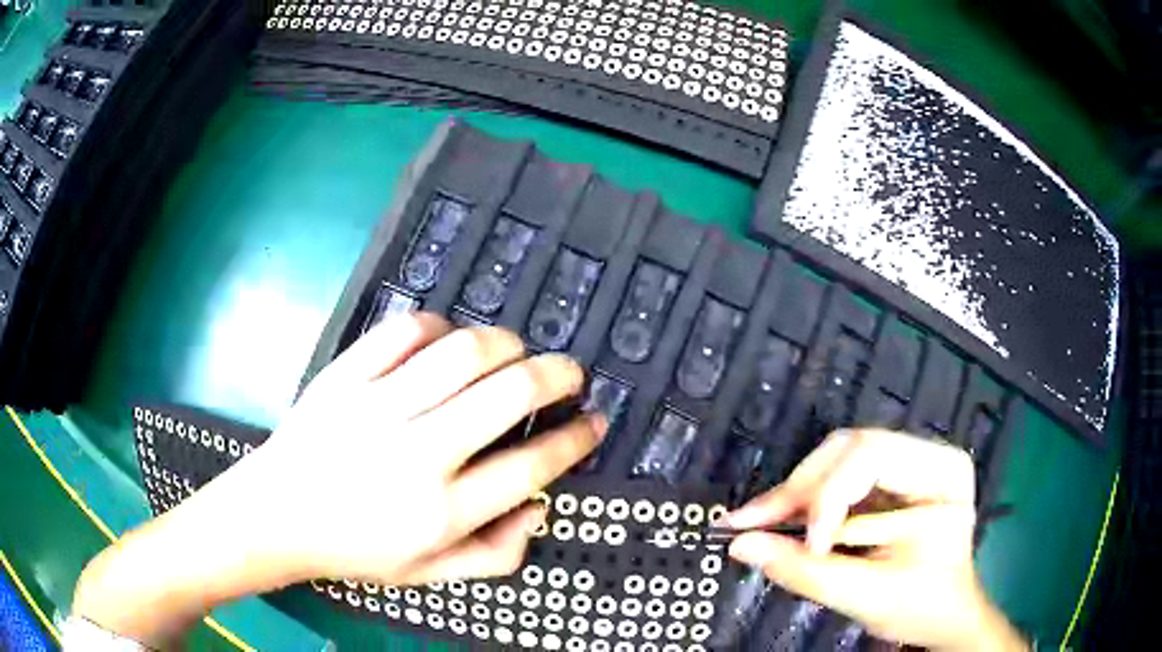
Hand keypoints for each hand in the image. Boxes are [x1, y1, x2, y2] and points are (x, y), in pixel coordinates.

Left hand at [242, 311, 604, 584]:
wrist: (277, 516)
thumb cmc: (355, 550)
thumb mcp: (429, 575)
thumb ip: (495, 554)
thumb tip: (539, 508)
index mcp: (442, 512)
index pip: (532, 465)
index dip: (576, 439)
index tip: (595, 422)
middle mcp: (417, 454)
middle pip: (509, 395)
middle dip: (557, 376)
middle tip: (570, 374)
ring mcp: (377, 407)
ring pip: (463, 352)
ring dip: (506, 344)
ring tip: (516, 351)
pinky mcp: (344, 376)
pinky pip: (402, 331)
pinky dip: (437, 326)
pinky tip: (446, 339)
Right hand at [724, 430, 1025, 651]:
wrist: (943, 617)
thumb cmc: (922, 605)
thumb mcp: (869, 594)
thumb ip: (805, 571)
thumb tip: (741, 544)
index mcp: (941, 471)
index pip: (873, 456)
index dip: (829, 496)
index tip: (807, 546)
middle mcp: (924, 456)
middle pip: (849, 450)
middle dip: (799, 490)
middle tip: (749, 522)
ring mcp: (905, 468)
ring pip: (835, 461)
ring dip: (793, 495)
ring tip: (753, 523)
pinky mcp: (885, 486)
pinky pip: (835, 481)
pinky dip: (802, 504)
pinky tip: (775, 520)